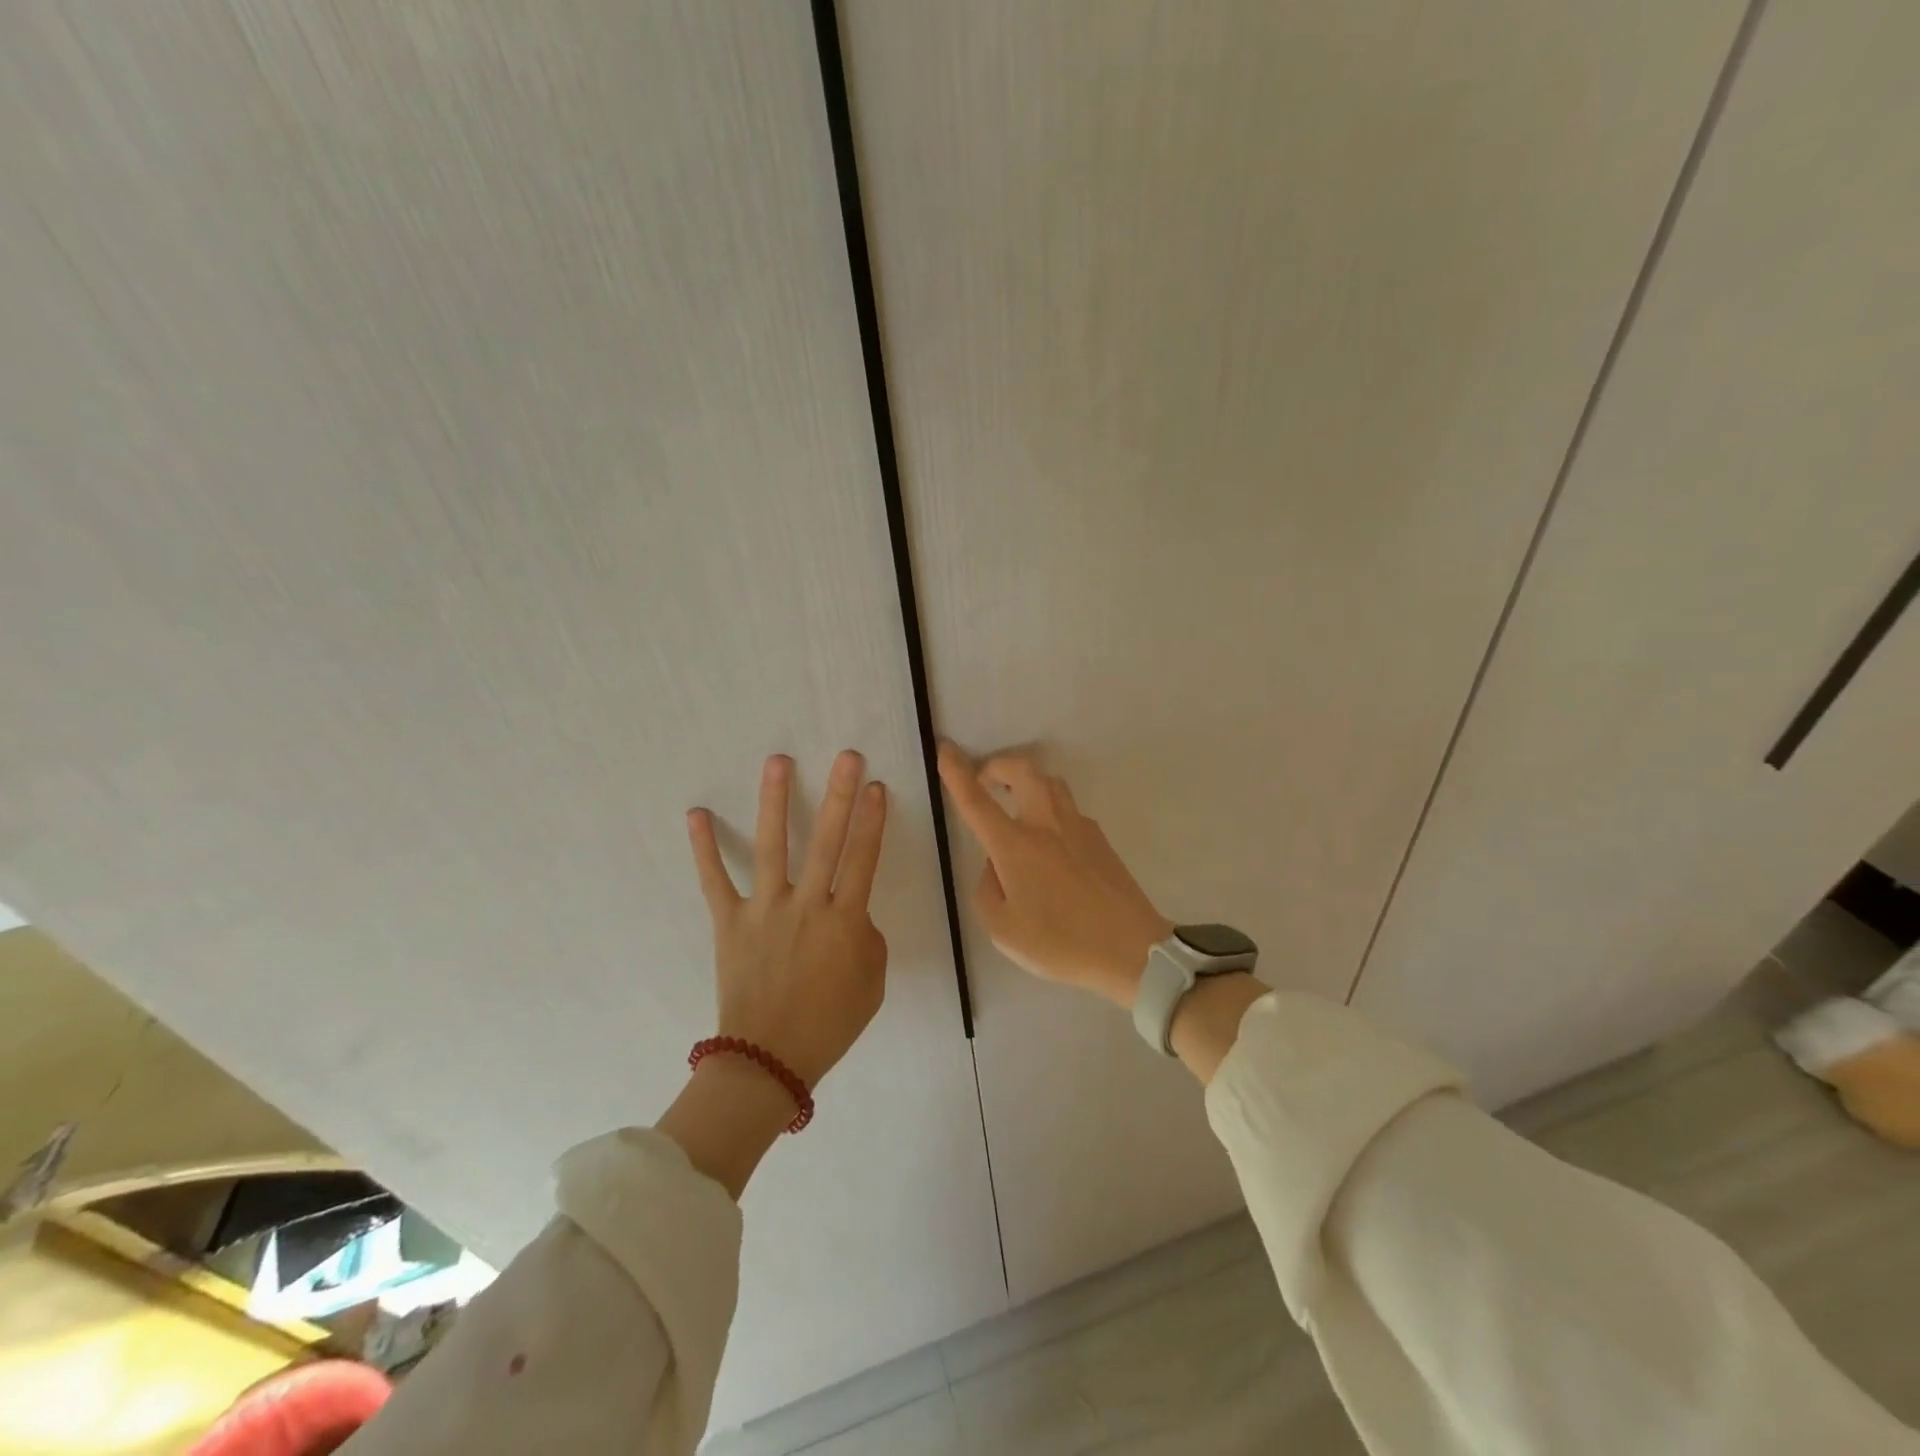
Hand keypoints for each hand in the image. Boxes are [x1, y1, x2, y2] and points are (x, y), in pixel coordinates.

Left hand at [686, 750, 889, 1087]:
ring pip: (773, 846)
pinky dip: (704, 848)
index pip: (864, 859)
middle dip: (840, 796)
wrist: (768, 1060)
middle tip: (847, 757)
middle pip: (828, 841)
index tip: (877, 787)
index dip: (873, 821)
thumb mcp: (871, 984)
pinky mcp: (730, 922)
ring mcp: (764, 910)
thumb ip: (868, 940)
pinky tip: (696, 814)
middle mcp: (806, 906)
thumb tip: (853, 913)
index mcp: (844, 922)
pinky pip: (715, 880)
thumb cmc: (829, 1024)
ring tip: (778, 762)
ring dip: (776, 801)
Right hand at [937, 743, 1170, 1007]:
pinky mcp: (1100, 840)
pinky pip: (1068, 809)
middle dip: (998, 765)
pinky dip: (1050, 808)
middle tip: (985, 779)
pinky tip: (1049, 842)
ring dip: (1027, 781)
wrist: (1132, 950)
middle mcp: (1046, 825)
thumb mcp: (1003, 931)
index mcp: (1015, 846)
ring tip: (1016, 803)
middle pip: (1022, 770)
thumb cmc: (1061, 943)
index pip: (977, 800)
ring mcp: (1078, 828)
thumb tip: (996, 866)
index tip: (945, 749)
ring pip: (1050, 782)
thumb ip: (988, 891)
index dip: (957, 772)